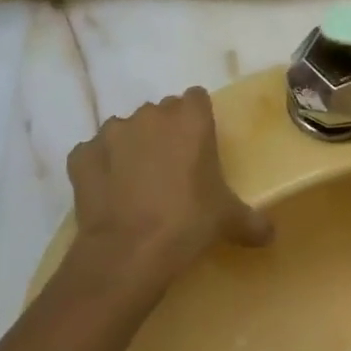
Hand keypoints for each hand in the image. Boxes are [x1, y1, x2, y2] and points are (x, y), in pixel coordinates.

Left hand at [64, 88, 271, 294]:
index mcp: (190, 119)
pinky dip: (100, 168)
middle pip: (160, 113)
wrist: (129, 251)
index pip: (196, 99)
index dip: (198, 120)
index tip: (200, 145)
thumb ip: (252, 221)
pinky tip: (109, 195)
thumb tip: (270, 234)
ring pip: (125, 131)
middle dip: (164, 134)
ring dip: (131, 148)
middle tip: (172, 170)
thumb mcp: (229, 221)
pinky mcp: (81, 155)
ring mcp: (111, 132)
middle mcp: (150, 115)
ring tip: (137, 185)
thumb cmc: (189, 223)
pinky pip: (93, 155)